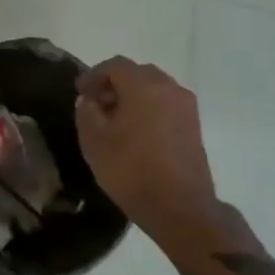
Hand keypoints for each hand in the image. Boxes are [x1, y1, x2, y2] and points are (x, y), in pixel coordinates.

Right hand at [75, 58, 223, 245]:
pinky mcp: (194, 126)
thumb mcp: (94, 141)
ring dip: (133, 96)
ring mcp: (186, 107)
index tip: (79, 92)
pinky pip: (166, 104)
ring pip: (154, 88)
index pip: (115, 65)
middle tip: (97, 104)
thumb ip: (87, 112)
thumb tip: (90, 101)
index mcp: (144, 86)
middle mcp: (169, 88)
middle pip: (137, 73)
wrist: (181, 209)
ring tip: (115, 120)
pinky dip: (149, 108)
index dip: (93, 75)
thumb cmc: (132, 170)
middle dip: (114, 84)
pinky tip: (136, 132)